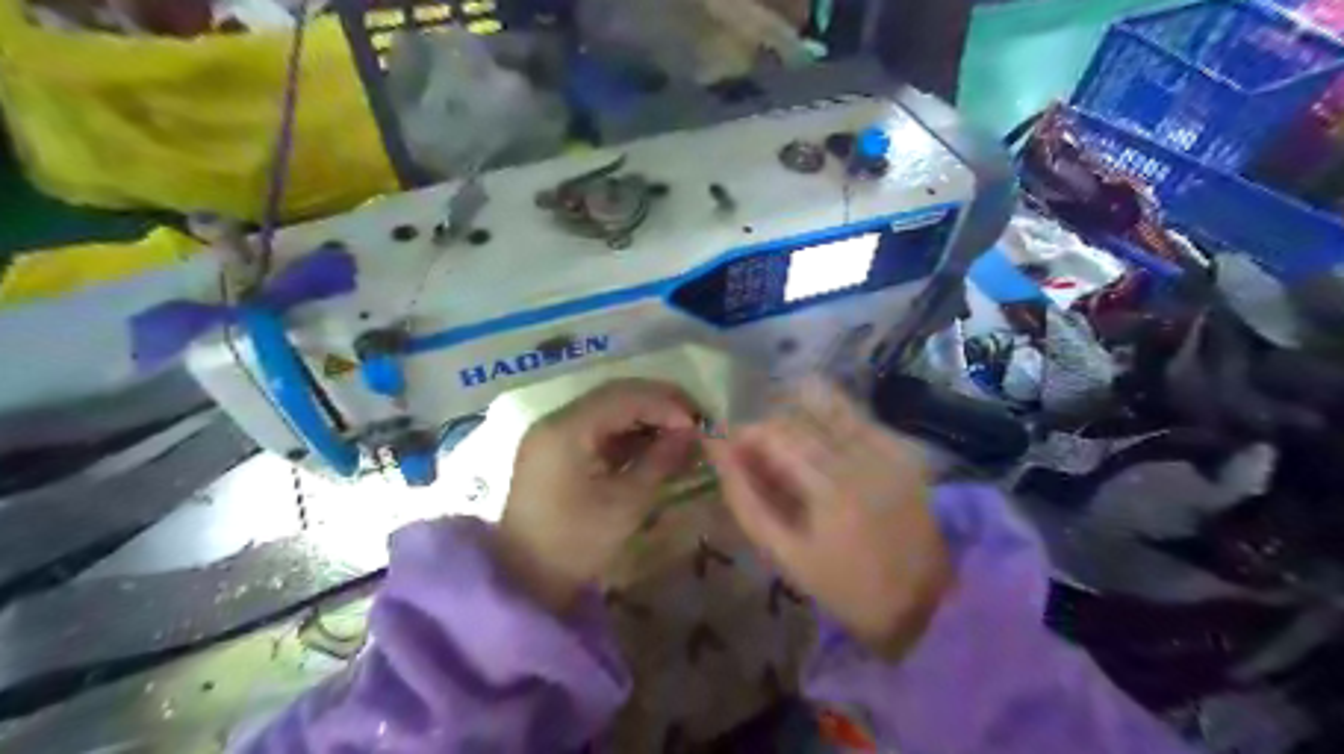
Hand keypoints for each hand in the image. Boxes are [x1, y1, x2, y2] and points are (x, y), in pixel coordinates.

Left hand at [494, 380, 704, 614]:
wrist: (524, 581)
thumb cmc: (576, 544)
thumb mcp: (625, 503)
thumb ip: (660, 460)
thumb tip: (693, 434)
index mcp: (567, 429)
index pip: (625, 397)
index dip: (667, 405)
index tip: (700, 425)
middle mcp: (557, 420)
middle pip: (616, 395)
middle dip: (659, 404)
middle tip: (696, 422)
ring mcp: (554, 434)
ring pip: (609, 409)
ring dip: (646, 417)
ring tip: (682, 434)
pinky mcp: (557, 451)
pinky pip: (599, 429)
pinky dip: (629, 433)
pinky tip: (655, 446)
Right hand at [705, 381, 954, 657]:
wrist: (925, 600)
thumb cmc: (845, 586)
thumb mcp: (785, 555)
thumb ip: (747, 501)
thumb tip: (718, 454)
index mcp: (830, 487)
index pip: (775, 433)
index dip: (744, 434)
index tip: (727, 450)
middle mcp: (861, 455)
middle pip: (799, 416)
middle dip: (767, 429)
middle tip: (754, 458)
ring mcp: (886, 447)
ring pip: (827, 407)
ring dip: (795, 419)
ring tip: (786, 448)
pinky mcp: (902, 447)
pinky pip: (854, 415)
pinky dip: (827, 420)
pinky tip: (819, 446)